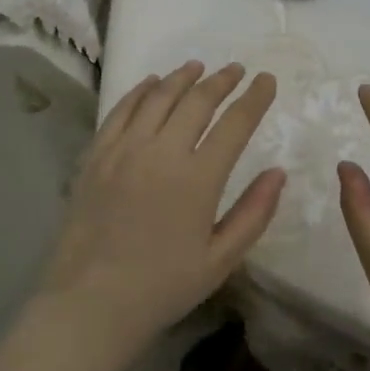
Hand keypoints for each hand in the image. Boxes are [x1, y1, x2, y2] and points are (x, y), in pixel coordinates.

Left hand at [32, 61, 283, 370]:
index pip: (235, 123)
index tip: (266, 80)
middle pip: (197, 101)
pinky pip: (121, 110)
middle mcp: (161, 152)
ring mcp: (124, 150)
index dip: (254, 98)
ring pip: (157, 97)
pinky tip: (151, 83)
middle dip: (221, 80)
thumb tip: (278, 172)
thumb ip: (254, 213)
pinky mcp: (96, 156)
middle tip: (236, 70)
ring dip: (182, 78)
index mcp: (198, 178)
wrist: (90, 303)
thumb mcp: (220, 260)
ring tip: (197, 67)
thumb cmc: (162, 287)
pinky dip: (140, 91)